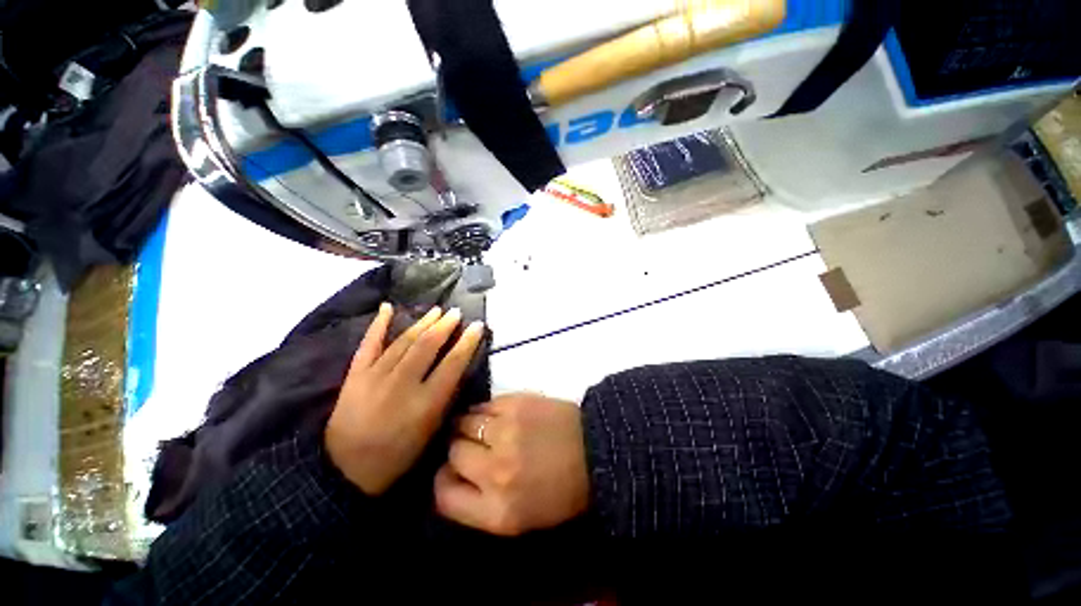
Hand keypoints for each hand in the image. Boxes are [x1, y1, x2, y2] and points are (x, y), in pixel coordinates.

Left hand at [326, 303, 484, 495]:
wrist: (346, 469)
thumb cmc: (398, 455)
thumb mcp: (431, 431)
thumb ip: (446, 397)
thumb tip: (458, 366)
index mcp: (425, 403)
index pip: (453, 364)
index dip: (468, 342)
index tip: (478, 326)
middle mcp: (402, 385)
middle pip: (428, 346)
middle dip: (445, 326)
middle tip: (456, 312)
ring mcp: (375, 376)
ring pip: (403, 341)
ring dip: (422, 322)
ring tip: (436, 310)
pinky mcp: (355, 375)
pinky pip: (368, 343)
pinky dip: (378, 324)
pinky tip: (387, 307)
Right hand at [434, 393, 588, 535]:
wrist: (595, 450)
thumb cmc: (560, 490)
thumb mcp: (519, 518)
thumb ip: (478, 503)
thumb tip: (449, 476)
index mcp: (496, 512)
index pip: (443, 495)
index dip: (444, 480)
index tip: (453, 471)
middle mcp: (495, 472)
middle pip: (453, 453)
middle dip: (460, 450)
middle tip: (475, 446)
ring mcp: (505, 433)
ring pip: (463, 424)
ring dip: (468, 426)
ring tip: (484, 427)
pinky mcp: (515, 404)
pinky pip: (483, 405)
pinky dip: (484, 410)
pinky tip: (496, 415)